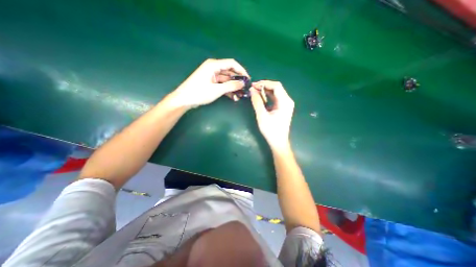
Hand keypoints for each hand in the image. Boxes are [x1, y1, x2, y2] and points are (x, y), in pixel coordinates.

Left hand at [167, 58, 249, 108]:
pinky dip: (227, 90)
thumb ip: (231, 86)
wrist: (184, 99)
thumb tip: (243, 83)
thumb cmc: (199, 93)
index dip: (241, 70)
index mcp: (214, 65)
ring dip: (233, 87)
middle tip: (245, 88)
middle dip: (237, 80)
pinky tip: (233, 97)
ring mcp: (212, 76)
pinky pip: (222, 85)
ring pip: (226, 80)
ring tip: (240, 95)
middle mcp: (213, 68)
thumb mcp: (217, 90)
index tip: (248, 79)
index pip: (232, 64)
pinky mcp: (211, 83)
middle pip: (229, 72)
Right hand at [250, 81, 294, 151]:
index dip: (264, 83)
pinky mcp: (282, 108)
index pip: (276, 86)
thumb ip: (257, 102)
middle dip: (264, 86)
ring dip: (265, 91)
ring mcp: (285, 104)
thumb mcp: (262, 115)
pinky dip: (267, 96)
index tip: (253, 85)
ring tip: (254, 92)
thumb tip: (252, 90)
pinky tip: (260, 97)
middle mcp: (287, 101)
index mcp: (285, 102)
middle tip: (252, 88)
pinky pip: (275, 98)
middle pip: (276, 88)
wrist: (278, 142)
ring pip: (275, 93)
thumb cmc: (271, 130)